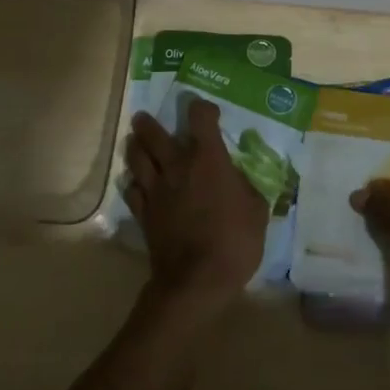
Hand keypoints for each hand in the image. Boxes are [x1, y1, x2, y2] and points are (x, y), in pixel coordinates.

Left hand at [123, 100, 267, 311]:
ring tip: (134, 140)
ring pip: (137, 157)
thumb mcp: (257, 210)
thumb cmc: (234, 241)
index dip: (203, 108)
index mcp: (208, 159)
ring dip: (135, 145)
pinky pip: (132, 189)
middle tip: (145, 118)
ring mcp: (156, 189)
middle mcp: (177, 166)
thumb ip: (246, 186)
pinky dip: (133, 182)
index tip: (208, 112)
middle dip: (149, 123)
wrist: (197, 280)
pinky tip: (136, 182)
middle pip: (155, 134)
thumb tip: (239, 178)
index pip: (200, 117)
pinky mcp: (143, 213)